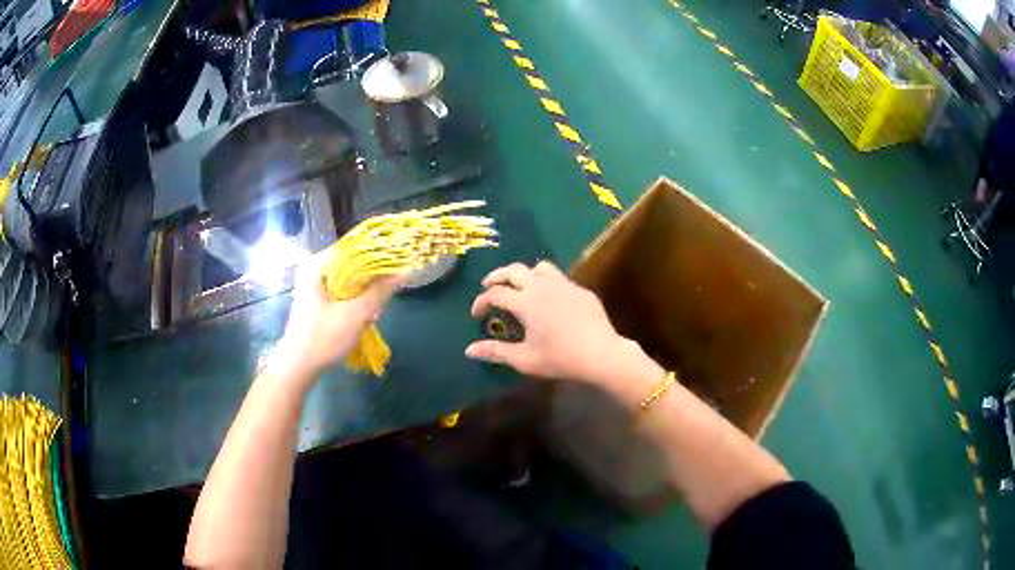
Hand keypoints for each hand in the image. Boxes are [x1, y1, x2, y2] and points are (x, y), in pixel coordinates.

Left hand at [269, 253, 399, 383]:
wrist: (297, 366)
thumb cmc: (323, 338)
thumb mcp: (355, 315)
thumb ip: (379, 292)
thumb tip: (403, 272)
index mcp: (318, 264)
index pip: (354, 248)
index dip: (378, 256)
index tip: (396, 267)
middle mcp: (314, 268)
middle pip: (352, 264)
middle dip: (371, 280)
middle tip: (385, 297)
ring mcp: (314, 285)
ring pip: (349, 280)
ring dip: (365, 294)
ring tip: (374, 312)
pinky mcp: (317, 300)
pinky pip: (342, 292)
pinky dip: (355, 301)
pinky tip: (364, 317)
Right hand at [466, 261, 644, 383]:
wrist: (601, 354)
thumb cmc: (560, 359)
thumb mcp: (524, 359)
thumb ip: (495, 352)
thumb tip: (469, 350)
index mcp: (526, 302)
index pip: (495, 293)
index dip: (481, 301)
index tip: (476, 315)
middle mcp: (542, 286)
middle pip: (513, 270)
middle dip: (496, 276)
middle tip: (488, 286)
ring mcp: (564, 284)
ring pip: (538, 267)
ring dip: (523, 273)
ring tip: (519, 286)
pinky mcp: (580, 289)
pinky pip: (558, 277)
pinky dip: (545, 282)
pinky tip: (549, 299)